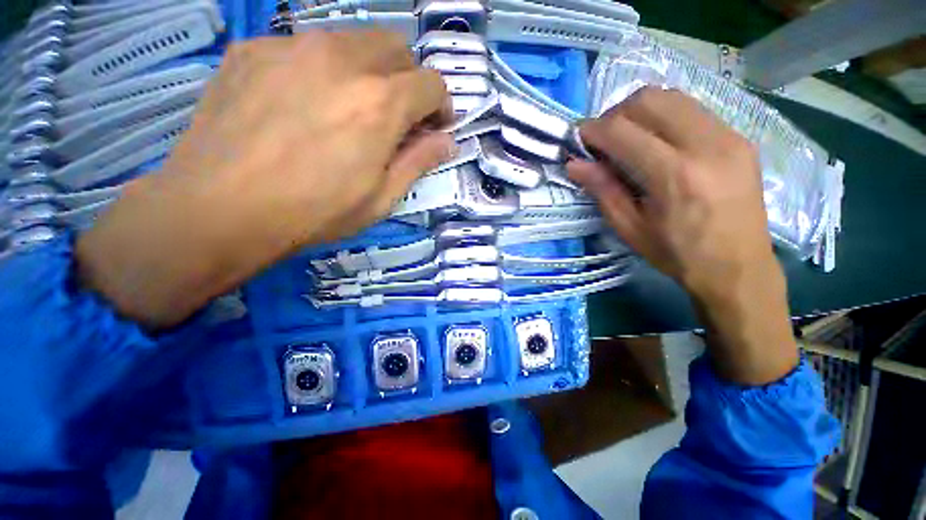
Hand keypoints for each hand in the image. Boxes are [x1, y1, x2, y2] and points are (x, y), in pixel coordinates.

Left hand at [76, 31, 453, 329]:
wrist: (219, 208)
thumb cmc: (314, 212)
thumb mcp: (381, 198)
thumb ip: (418, 162)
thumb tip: (447, 142)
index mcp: (380, 103)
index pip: (432, 83)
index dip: (441, 105)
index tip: (434, 126)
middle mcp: (342, 59)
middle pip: (397, 47)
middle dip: (408, 80)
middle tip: (397, 115)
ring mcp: (292, 46)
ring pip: (352, 41)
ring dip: (367, 71)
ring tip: (349, 110)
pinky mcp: (254, 49)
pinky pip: (305, 48)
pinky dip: (321, 71)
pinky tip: (302, 104)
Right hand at [569, 87, 797, 384]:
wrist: (742, 275)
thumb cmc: (677, 260)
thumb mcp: (628, 230)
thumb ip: (601, 189)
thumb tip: (572, 163)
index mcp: (673, 176)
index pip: (620, 130)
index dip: (590, 129)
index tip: (573, 137)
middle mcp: (704, 146)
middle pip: (647, 100)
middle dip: (612, 113)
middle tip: (597, 138)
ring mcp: (728, 137)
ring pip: (672, 97)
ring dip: (638, 112)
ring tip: (622, 140)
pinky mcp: (739, 139)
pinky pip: (692, 110)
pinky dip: (663, 118)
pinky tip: (652, 144)